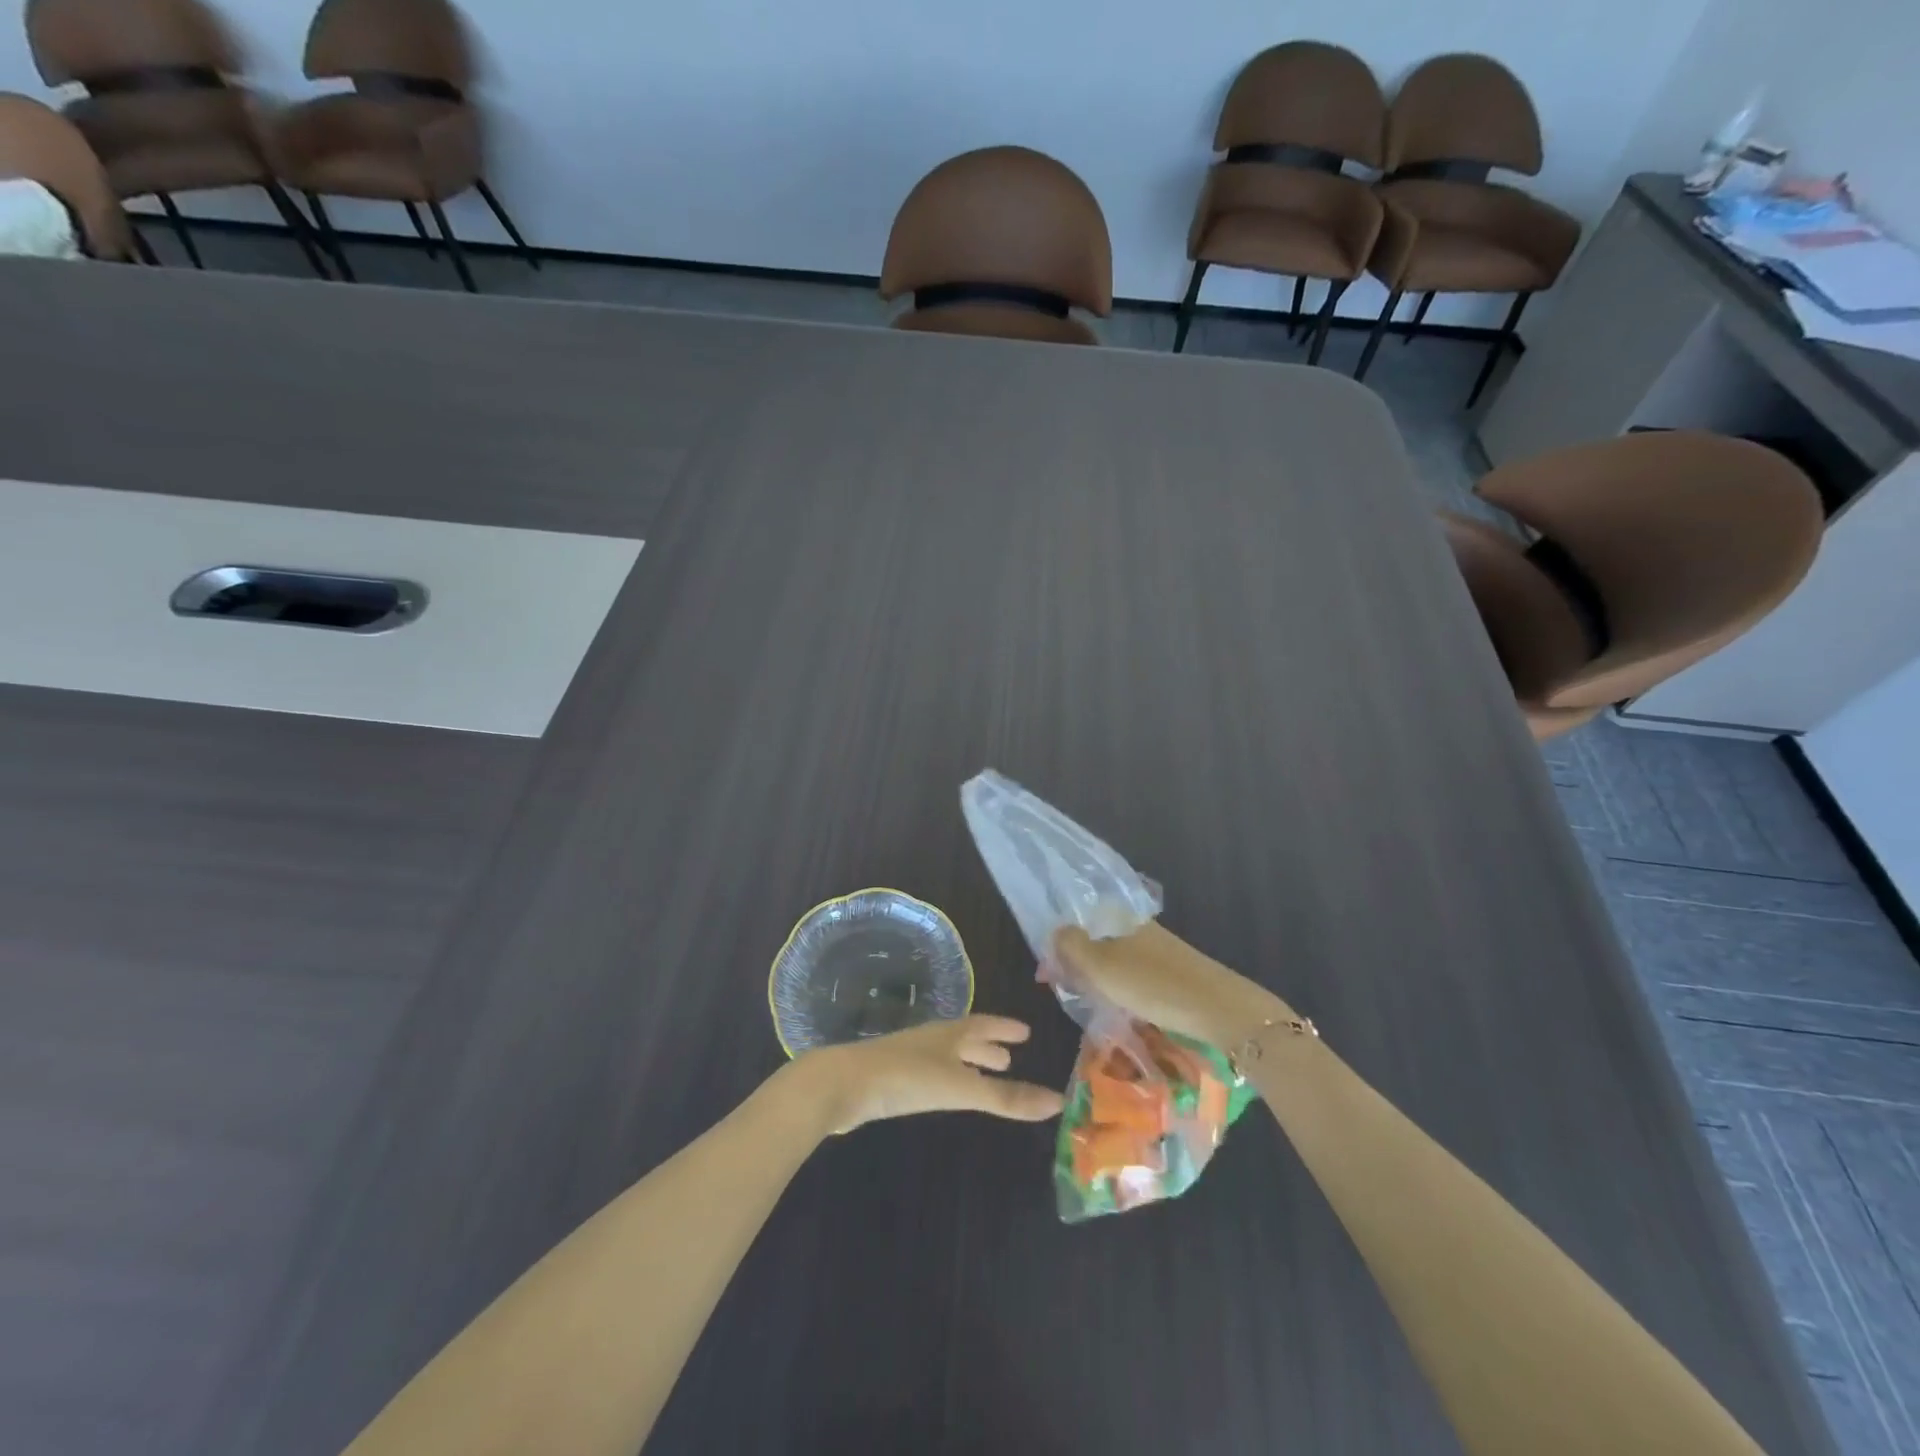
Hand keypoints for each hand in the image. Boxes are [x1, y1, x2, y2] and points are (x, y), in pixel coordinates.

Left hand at [793, 1016, 1065, 1133]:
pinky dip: (948, 1079)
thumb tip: (1058, 1102)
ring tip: (984, 1075)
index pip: (983, 1025)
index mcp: (949, 1034)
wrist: (842, 1085)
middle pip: (965, 1039)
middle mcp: (931, 1041)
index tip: (1025, 1030)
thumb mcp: (961, 1088)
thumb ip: (1006, 1098)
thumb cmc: (905, 1078)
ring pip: (947, 1057)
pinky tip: (944, 1092)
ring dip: (968, 1064)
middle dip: (988, 1046)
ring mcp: (909, 1059)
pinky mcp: (891, 1081)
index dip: (1004, 1028)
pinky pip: (931, 1074)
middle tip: (1010, 1055)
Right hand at [1049, 923, 1293, 1047]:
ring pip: (1117, 959)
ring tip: (1092, 1003)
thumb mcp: (1101, 965)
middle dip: (1079, 964)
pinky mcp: (1176, 971)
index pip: (1080, 922)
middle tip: (1069, 992)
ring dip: (1100, 977)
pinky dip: (1123, 987)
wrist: (1218, 1008)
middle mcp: (1140, 927)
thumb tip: (1056, 931)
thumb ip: (1072, 946)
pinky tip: (1123, 1006)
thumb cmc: (1151, 984)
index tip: (1048, 975)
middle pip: (1098, 940)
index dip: (1060, 946)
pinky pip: (1136, 974)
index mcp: (1120, 918)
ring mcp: (1160, 949)